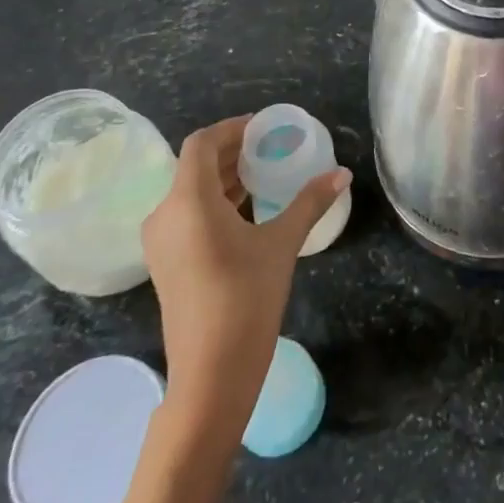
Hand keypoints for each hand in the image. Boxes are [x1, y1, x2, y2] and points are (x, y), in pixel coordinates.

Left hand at [141, 116, 348, 444]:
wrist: (210, 375)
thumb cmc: (245, 299)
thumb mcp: (282, 243)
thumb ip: (310, 202)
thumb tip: (342, 172)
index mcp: (188, 201)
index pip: (202, 143)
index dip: (232, 128)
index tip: (264, 127)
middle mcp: (165, 215)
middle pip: (195, 166)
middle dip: (232, 151)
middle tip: (271, 146)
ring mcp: (161, 242)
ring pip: (191, 191)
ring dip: (224, 176)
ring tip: (264, 172)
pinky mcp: (166, 263)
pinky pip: (188, 214)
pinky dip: (215, 201)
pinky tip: (247, 208)